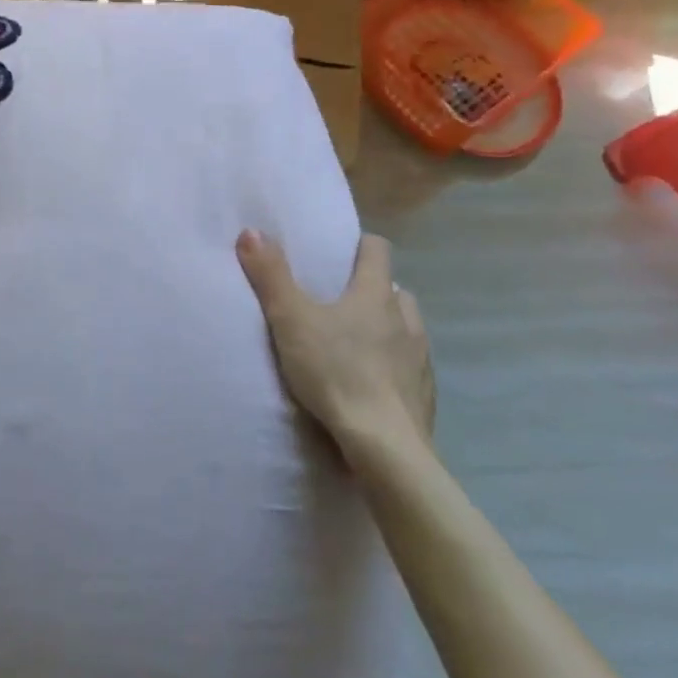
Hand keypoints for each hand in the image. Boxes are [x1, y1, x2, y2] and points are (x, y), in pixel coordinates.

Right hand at [236, 230, 434, 459]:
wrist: (384, 448)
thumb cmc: (336, 372)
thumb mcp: (290, 320)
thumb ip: (270, 275)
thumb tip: (252, 230)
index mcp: (375, 294)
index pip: (378, 249)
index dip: (359, 245)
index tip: (337, 252)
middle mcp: (405, 318)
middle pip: (394, 288)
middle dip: (371, 289)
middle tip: (339, 301)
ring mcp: (420, 358)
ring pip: (407, 327)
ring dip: (387, 327)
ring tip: (356, 342)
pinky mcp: (425, 396)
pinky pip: (411, 368)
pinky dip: (394, 366)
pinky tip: (372, 383)